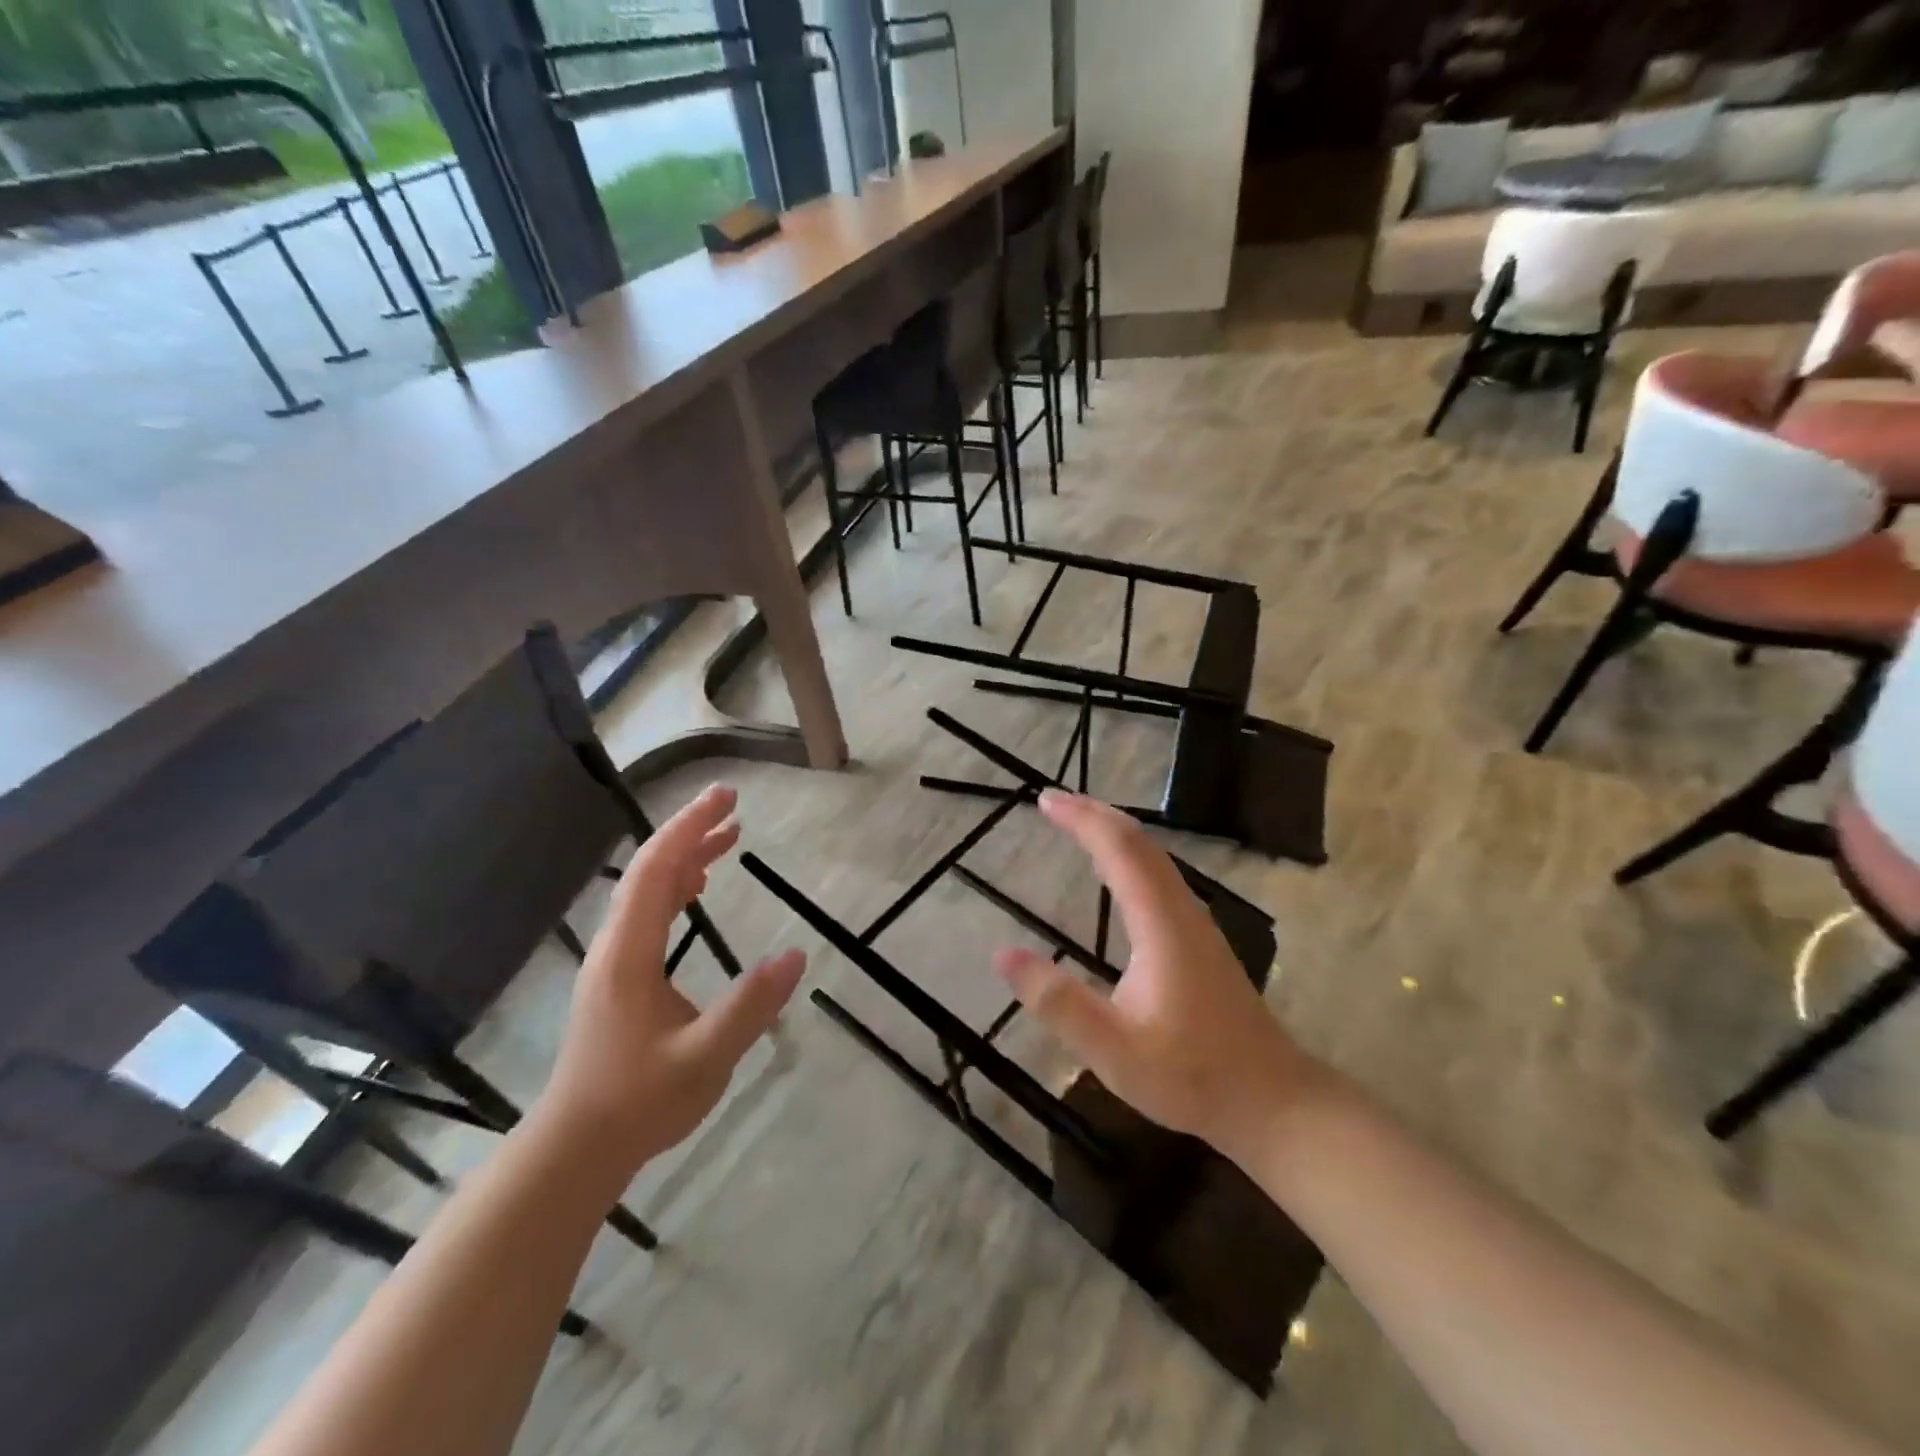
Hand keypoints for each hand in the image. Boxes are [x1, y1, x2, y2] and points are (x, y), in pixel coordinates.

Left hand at [534, 785, 804, 1177]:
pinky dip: (676, 885)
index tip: (726, 798)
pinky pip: (648, 912)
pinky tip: (697, 886)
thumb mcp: (706, 1058)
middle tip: (734, 805)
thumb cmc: (638, 1103)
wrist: (576, 1149)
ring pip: (647, 890)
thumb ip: (750, 1006)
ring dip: (685, 856)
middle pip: (649, 870)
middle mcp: (615, 946)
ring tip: (728, 834)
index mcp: (629, 954)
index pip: (656, 871)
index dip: (689, 828)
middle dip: (690, 831)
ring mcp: (614, 961)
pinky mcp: (619, 977)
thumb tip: (796, 955)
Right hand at [994, 790, 1318, 1161]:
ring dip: (1113, 831)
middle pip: (1139, 843)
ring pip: (1154, 857)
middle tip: (1052, 801)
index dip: (1082, 819)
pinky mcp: (1200, 938)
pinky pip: (1159, 875)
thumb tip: (1002, 956)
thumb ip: (1058, 1002)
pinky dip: (1128, 855)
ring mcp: (1196, 923)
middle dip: (1095, 814)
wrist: (1272, 1100)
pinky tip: (1116, 871)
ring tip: (1077, 822)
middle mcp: (1181, 910)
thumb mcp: (1112, 1049)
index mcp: (1161, 924)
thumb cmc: (1192, 1075)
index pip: (1119, 850)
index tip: (1044, 801)